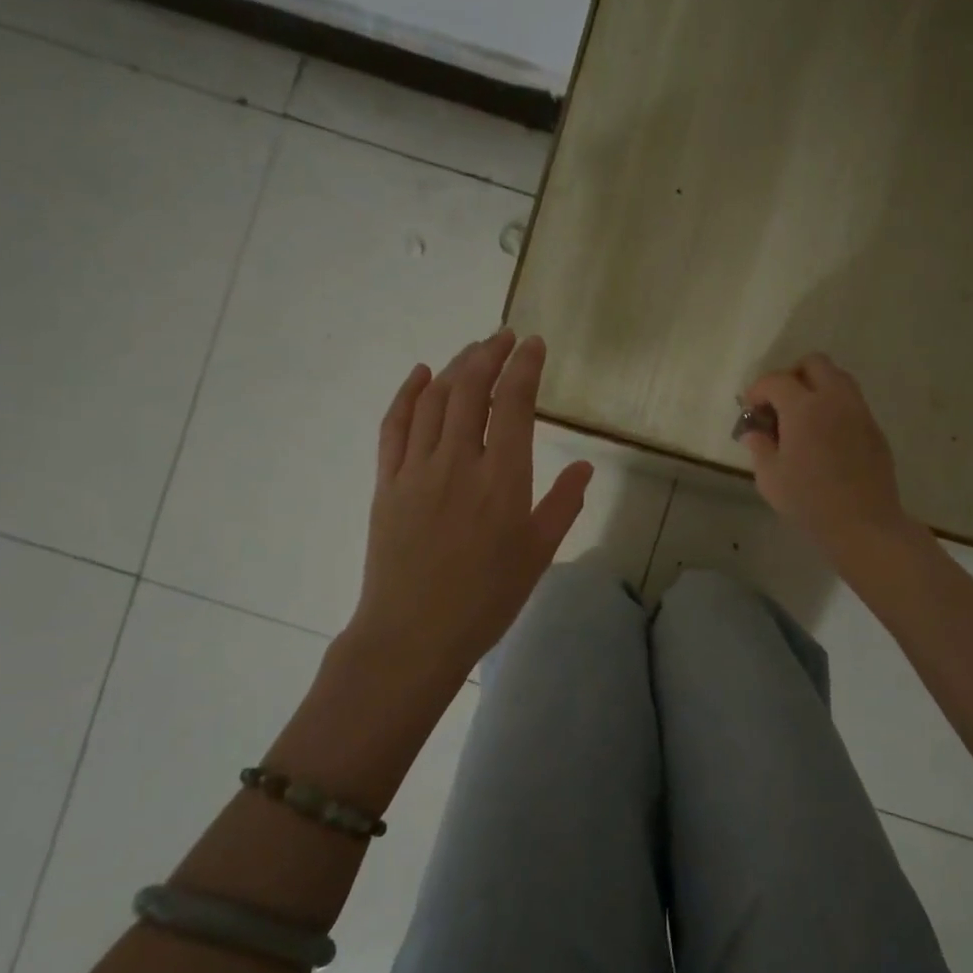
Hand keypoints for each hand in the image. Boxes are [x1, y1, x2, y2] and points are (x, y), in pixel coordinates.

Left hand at [352, 329, 591, 680]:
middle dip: (489, 354)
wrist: (414, 634)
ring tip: (473, 351)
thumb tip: (585, 466)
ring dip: (455, 366)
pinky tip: (420, 375)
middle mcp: (458, 461)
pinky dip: (407, 393)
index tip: (533, 344)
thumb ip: (563, 505)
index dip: (524, 367)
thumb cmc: (486, 599)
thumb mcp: (538, 554)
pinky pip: (395, 425)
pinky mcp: (387, 482)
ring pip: (434, 399)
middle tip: (504, 337)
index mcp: (503, 479)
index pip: (513, 403)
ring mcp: (416, 468)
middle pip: (470, 389)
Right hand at [739, 353, 916, 564]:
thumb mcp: (770, 478)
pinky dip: (834, 407)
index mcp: (804, 407)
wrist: (863, 523)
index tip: (750, 409)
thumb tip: (753, 432)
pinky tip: (824, 438)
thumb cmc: (809, 501)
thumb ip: (759, 448)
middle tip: (779, 405)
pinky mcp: (874, 428)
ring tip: (802, 419)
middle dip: (791, 376)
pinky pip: (851, 403)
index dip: (757, 390)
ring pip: (838, 378)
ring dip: (816, 388)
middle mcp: (834, 399)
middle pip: (814, 363)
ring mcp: (859, 412)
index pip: (775, 380)